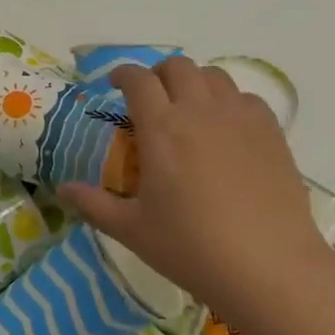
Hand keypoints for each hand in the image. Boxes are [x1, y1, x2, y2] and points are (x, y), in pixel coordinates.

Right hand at [60, 57, 334, 334]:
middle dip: (158, 74)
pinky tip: (226, 129)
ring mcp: (240, 118)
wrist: (269, 267)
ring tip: (189, 109)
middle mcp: (199, 111)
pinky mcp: (271, 133)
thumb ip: (94, 204)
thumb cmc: (192, 248)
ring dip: (195, 83)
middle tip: (151, 99)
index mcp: (161, 128)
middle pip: (177, 66)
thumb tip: (63, 189)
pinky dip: (229, 102)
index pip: (137, 79)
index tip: (114, 85)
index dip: (122, 74)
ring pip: (214, 76)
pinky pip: (246, 98)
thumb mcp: (133, 230)